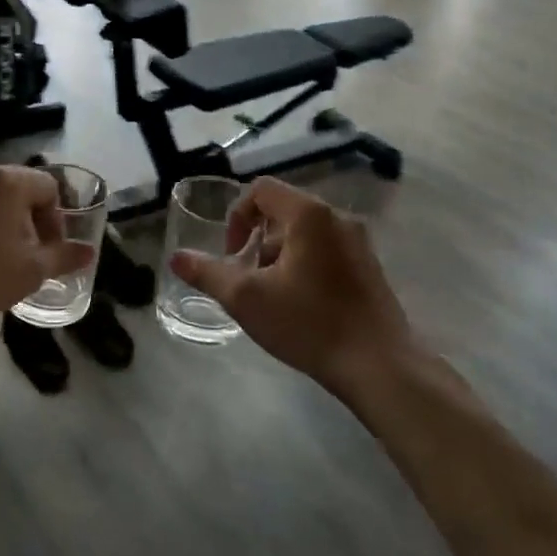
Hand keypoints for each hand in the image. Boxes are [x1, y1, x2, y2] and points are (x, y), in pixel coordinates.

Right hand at [169, 178, 415, 398]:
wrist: (380, 366)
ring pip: (305, 233)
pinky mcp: (370, 266)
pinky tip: (302, 305)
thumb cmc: (309, 324)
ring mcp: (359, 242)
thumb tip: (177, 258)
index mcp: (309, 214)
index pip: (261, 190)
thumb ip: (208, 274)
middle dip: (257, 240)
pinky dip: (304, 264)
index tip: (232, 254)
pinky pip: (326, 249)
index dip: (237, 216)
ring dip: (279, 255)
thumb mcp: (246, 299)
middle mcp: (337, 217)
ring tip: (273, 296)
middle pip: (283, 211)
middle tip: (249, 278)